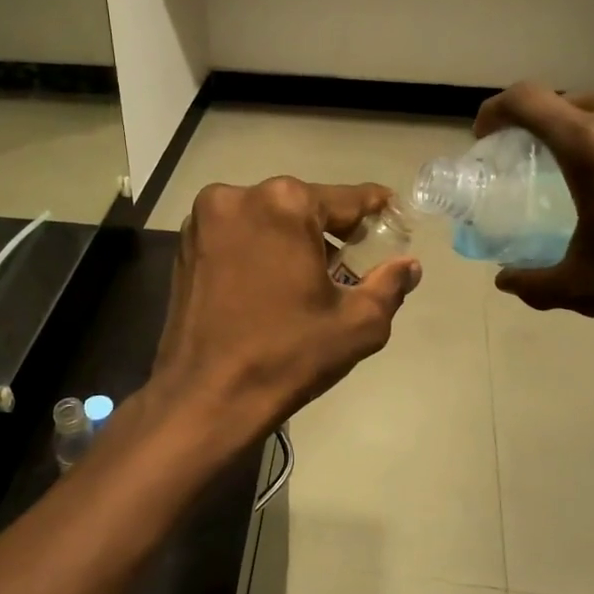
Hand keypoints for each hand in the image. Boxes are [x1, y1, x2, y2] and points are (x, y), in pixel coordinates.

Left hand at [147, 179, 422, 440]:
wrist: (205, 397)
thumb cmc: (286, 356)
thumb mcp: (357, 324)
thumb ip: (390, 285)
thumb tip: (409, 265)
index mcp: (285, 204)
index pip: (346, 199)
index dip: (376, 209)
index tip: (393, 214)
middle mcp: (239, 196)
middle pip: (303, 205)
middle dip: (331, 229)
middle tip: (355, 257)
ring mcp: (204, 219)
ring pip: (268, 217)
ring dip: (293, 238)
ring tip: (314, 276)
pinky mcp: (185, 244)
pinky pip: (238, 233)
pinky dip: (261, 247)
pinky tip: (274, 281)